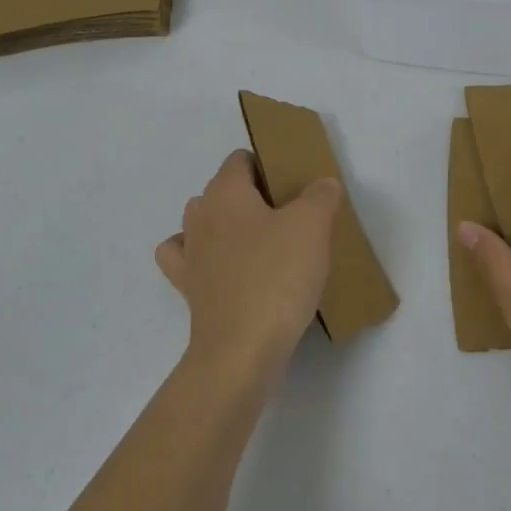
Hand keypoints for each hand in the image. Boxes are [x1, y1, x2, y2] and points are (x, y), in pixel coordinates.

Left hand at [156, 151, 341, 391]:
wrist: (242, 350)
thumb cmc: (277, 277)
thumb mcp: (313, 226)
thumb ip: (321, 195)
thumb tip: (321, 184)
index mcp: (225, 192)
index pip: (241, 159)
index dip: (268, 165)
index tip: (295, 187)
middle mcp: (199, 216)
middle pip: (223, 190)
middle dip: (252, 197)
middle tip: (290, 218)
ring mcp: (189, 254)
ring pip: (203, 223)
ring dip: (228, 227)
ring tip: (263, 245)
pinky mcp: (188, 289)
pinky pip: (190, 261)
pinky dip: (204, 259)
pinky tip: (226, 268)